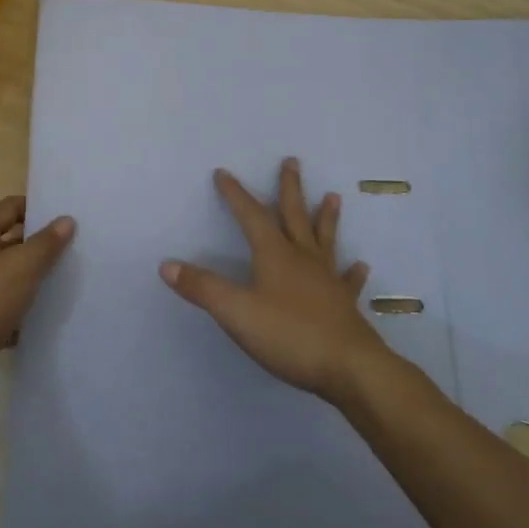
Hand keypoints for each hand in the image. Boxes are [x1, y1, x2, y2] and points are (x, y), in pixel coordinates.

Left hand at [0, 195, 74, 409]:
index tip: (68, 219)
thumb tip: (66, 220)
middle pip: (9, 241)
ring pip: (6, 275)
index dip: (39, 209)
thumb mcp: (22, 267)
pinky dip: (18, 309)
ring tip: (63, 284)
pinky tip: (41, 318)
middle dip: (39, 247)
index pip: (12, 207)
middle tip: (73, 251)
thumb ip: (46, 243)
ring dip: (30, 280)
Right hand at [160, 158, 390, 402]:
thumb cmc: (289, 335)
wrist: (348, 367)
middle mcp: (303, 259)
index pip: (251, 216)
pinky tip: (361, 265)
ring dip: (326, 217)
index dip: (236, 194)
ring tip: (333, 196)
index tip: (223, 172)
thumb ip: (202, 288)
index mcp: (275, 255)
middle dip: (289, 188)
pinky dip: (353, 272)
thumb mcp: (236, 312)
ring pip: (324, 240)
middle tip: (292, 161)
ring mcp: (327, 280)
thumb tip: (167, 265)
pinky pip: (348, 282)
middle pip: (294, 215)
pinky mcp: (344, 304)